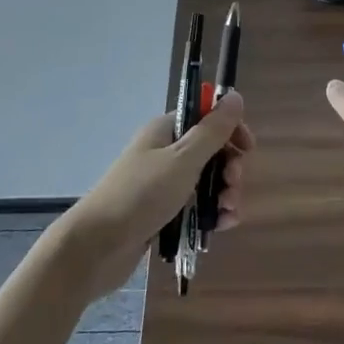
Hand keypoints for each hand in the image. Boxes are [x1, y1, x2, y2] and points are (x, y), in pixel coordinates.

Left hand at [61, 94, 253, 297]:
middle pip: (211, 151)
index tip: (247, 150)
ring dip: (224, 194)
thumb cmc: (141, 195)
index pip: (206, 118)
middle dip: (229, 168)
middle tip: (232, 187)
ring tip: (228, 213)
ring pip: (206, 182)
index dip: (230, 130)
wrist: (95, 247)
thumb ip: (212, 130)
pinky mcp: (162, 213)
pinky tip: (221, 227)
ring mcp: (162, 184)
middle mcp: (164, 153)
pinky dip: (211, 214)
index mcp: (166, 131)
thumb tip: (234, 95)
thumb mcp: (182, 159)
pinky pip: (195, 207)